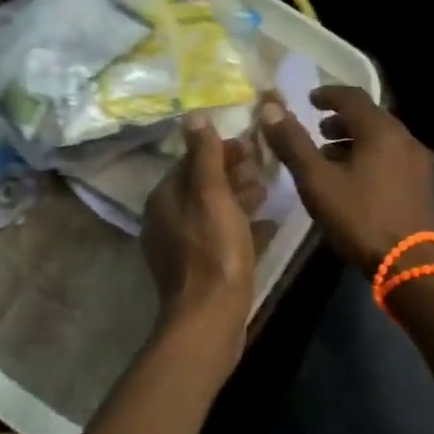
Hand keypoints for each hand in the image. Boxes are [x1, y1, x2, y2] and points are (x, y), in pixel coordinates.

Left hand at [141, 116, 264, 340]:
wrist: (210, 317)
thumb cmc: (213, 250)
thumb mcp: (211, 195)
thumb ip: (204, 155)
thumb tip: (194, 116)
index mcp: (165, 199)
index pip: (191, 162)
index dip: (220, 151)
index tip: (251, 147)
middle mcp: (168, 220)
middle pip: (203, 187)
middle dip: (232, 175)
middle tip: (263, 169)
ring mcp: (184, 248)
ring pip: (214, 213)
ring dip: (240, 200)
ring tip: (267, 193)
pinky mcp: (201, 271)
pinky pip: (223, 240)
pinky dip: (243, 230)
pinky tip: (268, 227)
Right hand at [259, 87, 433, 271]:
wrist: (411, 265)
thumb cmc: (360, 218)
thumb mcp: (318, 181)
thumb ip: (293, 143)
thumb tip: (271, 109)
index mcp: (381, 130)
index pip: (352, 97)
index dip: (327, 95)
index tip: (308, 100)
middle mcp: (404, 138)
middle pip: (369, 117)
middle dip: (340, 121)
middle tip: (317, 132)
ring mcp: (417, 162)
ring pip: (381, 139)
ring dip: (354, 141)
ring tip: (329, 159)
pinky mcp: (422, 185)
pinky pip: (391, 157)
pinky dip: (369, 157)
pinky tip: (353, 181)